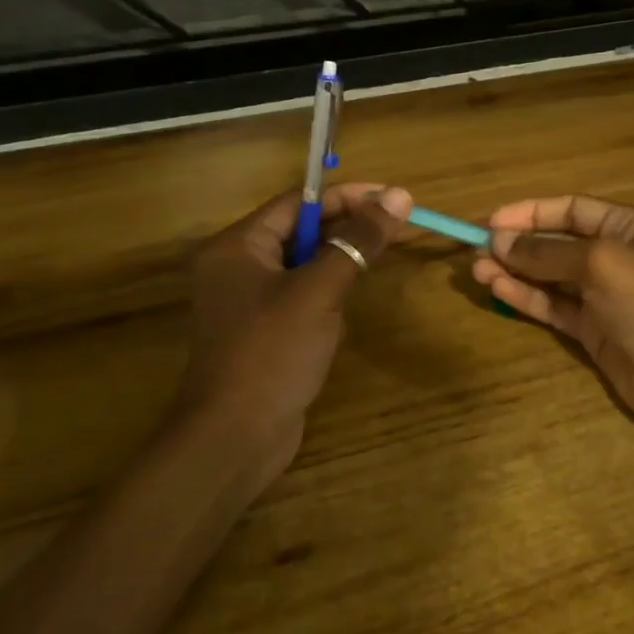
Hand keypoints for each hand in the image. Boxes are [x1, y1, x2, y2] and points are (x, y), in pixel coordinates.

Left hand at [168, 183, 411, 496]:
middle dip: (346, 232)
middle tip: (394, 231)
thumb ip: (358, 241)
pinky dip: (326, 300)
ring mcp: (249, 302)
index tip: (392, 199)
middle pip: (301, 232)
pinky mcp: (264, 332)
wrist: (235, 438)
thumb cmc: (272, 353)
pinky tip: (340, 320)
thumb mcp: (319, 291)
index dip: (346, 196)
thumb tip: (399, 195)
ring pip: (306, 267)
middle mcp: (237, 267)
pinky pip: (302, 298)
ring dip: (338, 269)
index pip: (298, 203)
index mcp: (237, 246)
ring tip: (368, 276)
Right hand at [472, 195, 633, 446]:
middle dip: (518, 244)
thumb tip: (499, 242)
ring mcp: (604, 297)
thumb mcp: (602, 264)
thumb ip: (548, 253)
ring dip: (515, 272)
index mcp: (629, 227)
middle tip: (475, 250)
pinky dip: (526, 298)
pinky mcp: (593, 331)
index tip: (491, 221)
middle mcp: (615, 257)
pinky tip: (497, 290)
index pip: (572, 210)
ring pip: (550, 277)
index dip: (531, 212)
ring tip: (476, 271)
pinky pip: (553, 307)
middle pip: (557, 243)